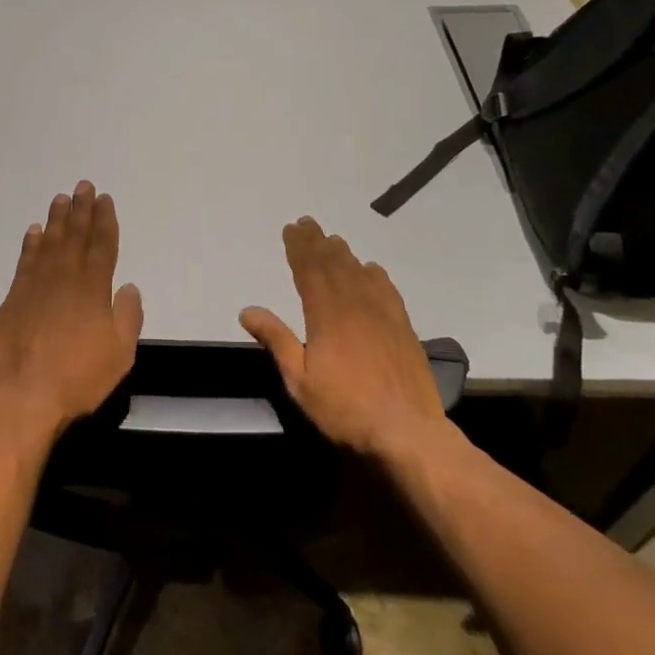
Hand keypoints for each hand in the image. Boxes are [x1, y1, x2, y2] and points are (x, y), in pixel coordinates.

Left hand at [0, 181, 143, 445]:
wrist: (24, 398)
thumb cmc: (79, 378)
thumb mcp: (120, 354)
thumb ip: (127, 316)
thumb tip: (128, 286)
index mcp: (93, 290)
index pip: (102, 246)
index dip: (105, 221)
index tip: (104, 199)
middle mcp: (64, 279)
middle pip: (75, 237)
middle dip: (81, 210)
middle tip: (82, 186)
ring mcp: (35, 287)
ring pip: (49, 244)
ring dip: (56, 220)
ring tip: (60, 199)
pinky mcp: (13, 300)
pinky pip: (25, 262)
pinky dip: (31, 244)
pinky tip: (34, 232)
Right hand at [240, 217, 449, 459]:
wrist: (407, 431)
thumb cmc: (344, 409)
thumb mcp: (299, 380)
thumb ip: (276, 341)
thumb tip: (248, 310)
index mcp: (326, 316)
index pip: (308, 272)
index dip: (298, 248)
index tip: (290, 229)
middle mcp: (355, 306)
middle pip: (333, 265)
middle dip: (317, 243)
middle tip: (307, 223)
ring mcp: (383, 315)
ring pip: (360, 274)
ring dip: (344, 254)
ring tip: (332, 240)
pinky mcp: (403, 328)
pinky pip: (387, 291)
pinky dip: (375, 276)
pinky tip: (371, 269)